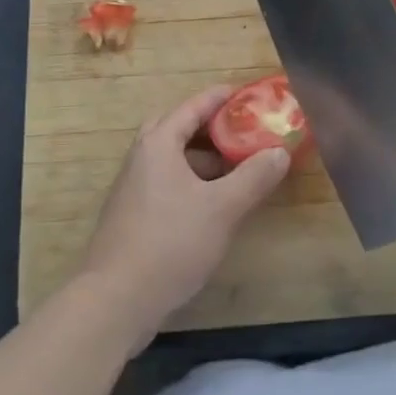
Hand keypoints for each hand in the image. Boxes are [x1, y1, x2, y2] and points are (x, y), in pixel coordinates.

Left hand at [77, 86, 289, 349]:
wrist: (115, 301)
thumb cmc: (170, 243)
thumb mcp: (222, 208)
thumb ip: (253, 177)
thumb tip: (280, 152)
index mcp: (158, 144)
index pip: (192, 107)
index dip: (220, 98)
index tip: (247, 93)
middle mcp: (141, 159)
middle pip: (177, 129)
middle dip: (209, 127)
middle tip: (239, 131)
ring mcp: (133, 189)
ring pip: (172, 159)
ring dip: (202, 158)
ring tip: (236, 168)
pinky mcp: (133, 217)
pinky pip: (167, 183)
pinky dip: (192, 182)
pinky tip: (212, 205)